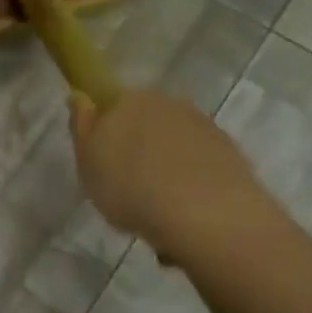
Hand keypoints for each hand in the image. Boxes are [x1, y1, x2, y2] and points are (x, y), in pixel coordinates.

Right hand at [69, 89, 277, 261]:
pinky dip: (190, 184)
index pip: (111, 104)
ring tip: (157, 212)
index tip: (102, 162)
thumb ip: (82, 127)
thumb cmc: (131, 188)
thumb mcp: (87, 163)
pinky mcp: (230, 153)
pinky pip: (198, 165)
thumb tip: (81, 96)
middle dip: (137, 151)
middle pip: (145, 124)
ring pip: (173, 146)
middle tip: (127, 190)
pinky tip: (183, 215)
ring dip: (165, 170)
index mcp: (129, 100)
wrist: (206, 215)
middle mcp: (168, 104)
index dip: (105, 130)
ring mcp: (203, 127)